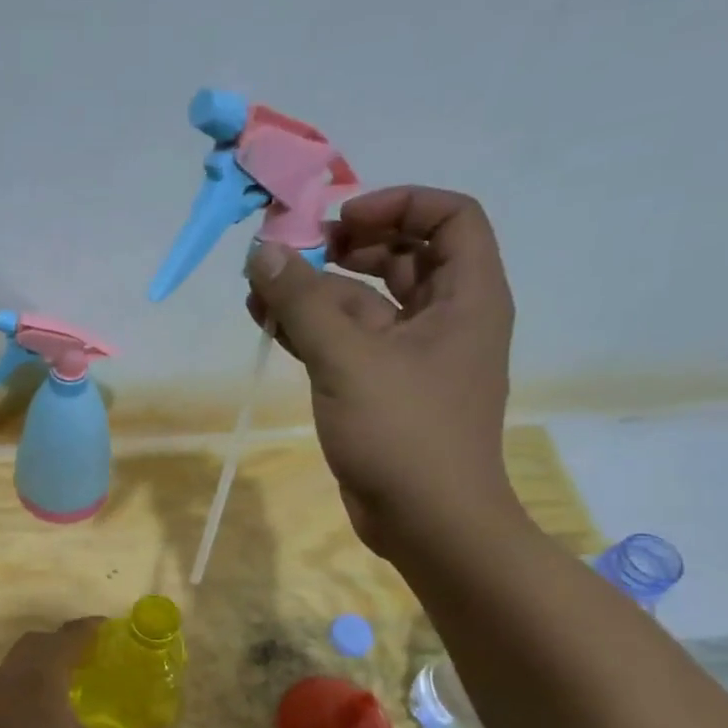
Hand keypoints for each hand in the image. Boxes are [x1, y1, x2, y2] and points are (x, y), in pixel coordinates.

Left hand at [0, 620, 174, 727]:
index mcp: (40, 678)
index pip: (66, 637)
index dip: (88, 629)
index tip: (107, 629)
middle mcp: (8, 679)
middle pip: (35, 643)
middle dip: (61, 642)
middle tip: (89, 657)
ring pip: (12, 665)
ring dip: (37, 664)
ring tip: (64, 684)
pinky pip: (0, 689)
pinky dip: (20, 687)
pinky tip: (36, 718)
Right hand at [244, 186, 520, 557]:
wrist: (427, 523)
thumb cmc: (404, 433)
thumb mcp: (348, 360)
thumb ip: (303, 302)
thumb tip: (264, 251)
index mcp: (467, 298)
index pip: (451, 217)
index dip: (398, 204)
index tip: (341, 221)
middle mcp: (446, 318)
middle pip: (403, 255)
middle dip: (347, 246)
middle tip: (296, 250)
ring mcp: (412, 356)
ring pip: (365, 302)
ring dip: (317, 292)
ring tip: (260, 288)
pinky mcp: (382, 388)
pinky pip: (347, 342)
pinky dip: (311, 330)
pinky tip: (267, 322)